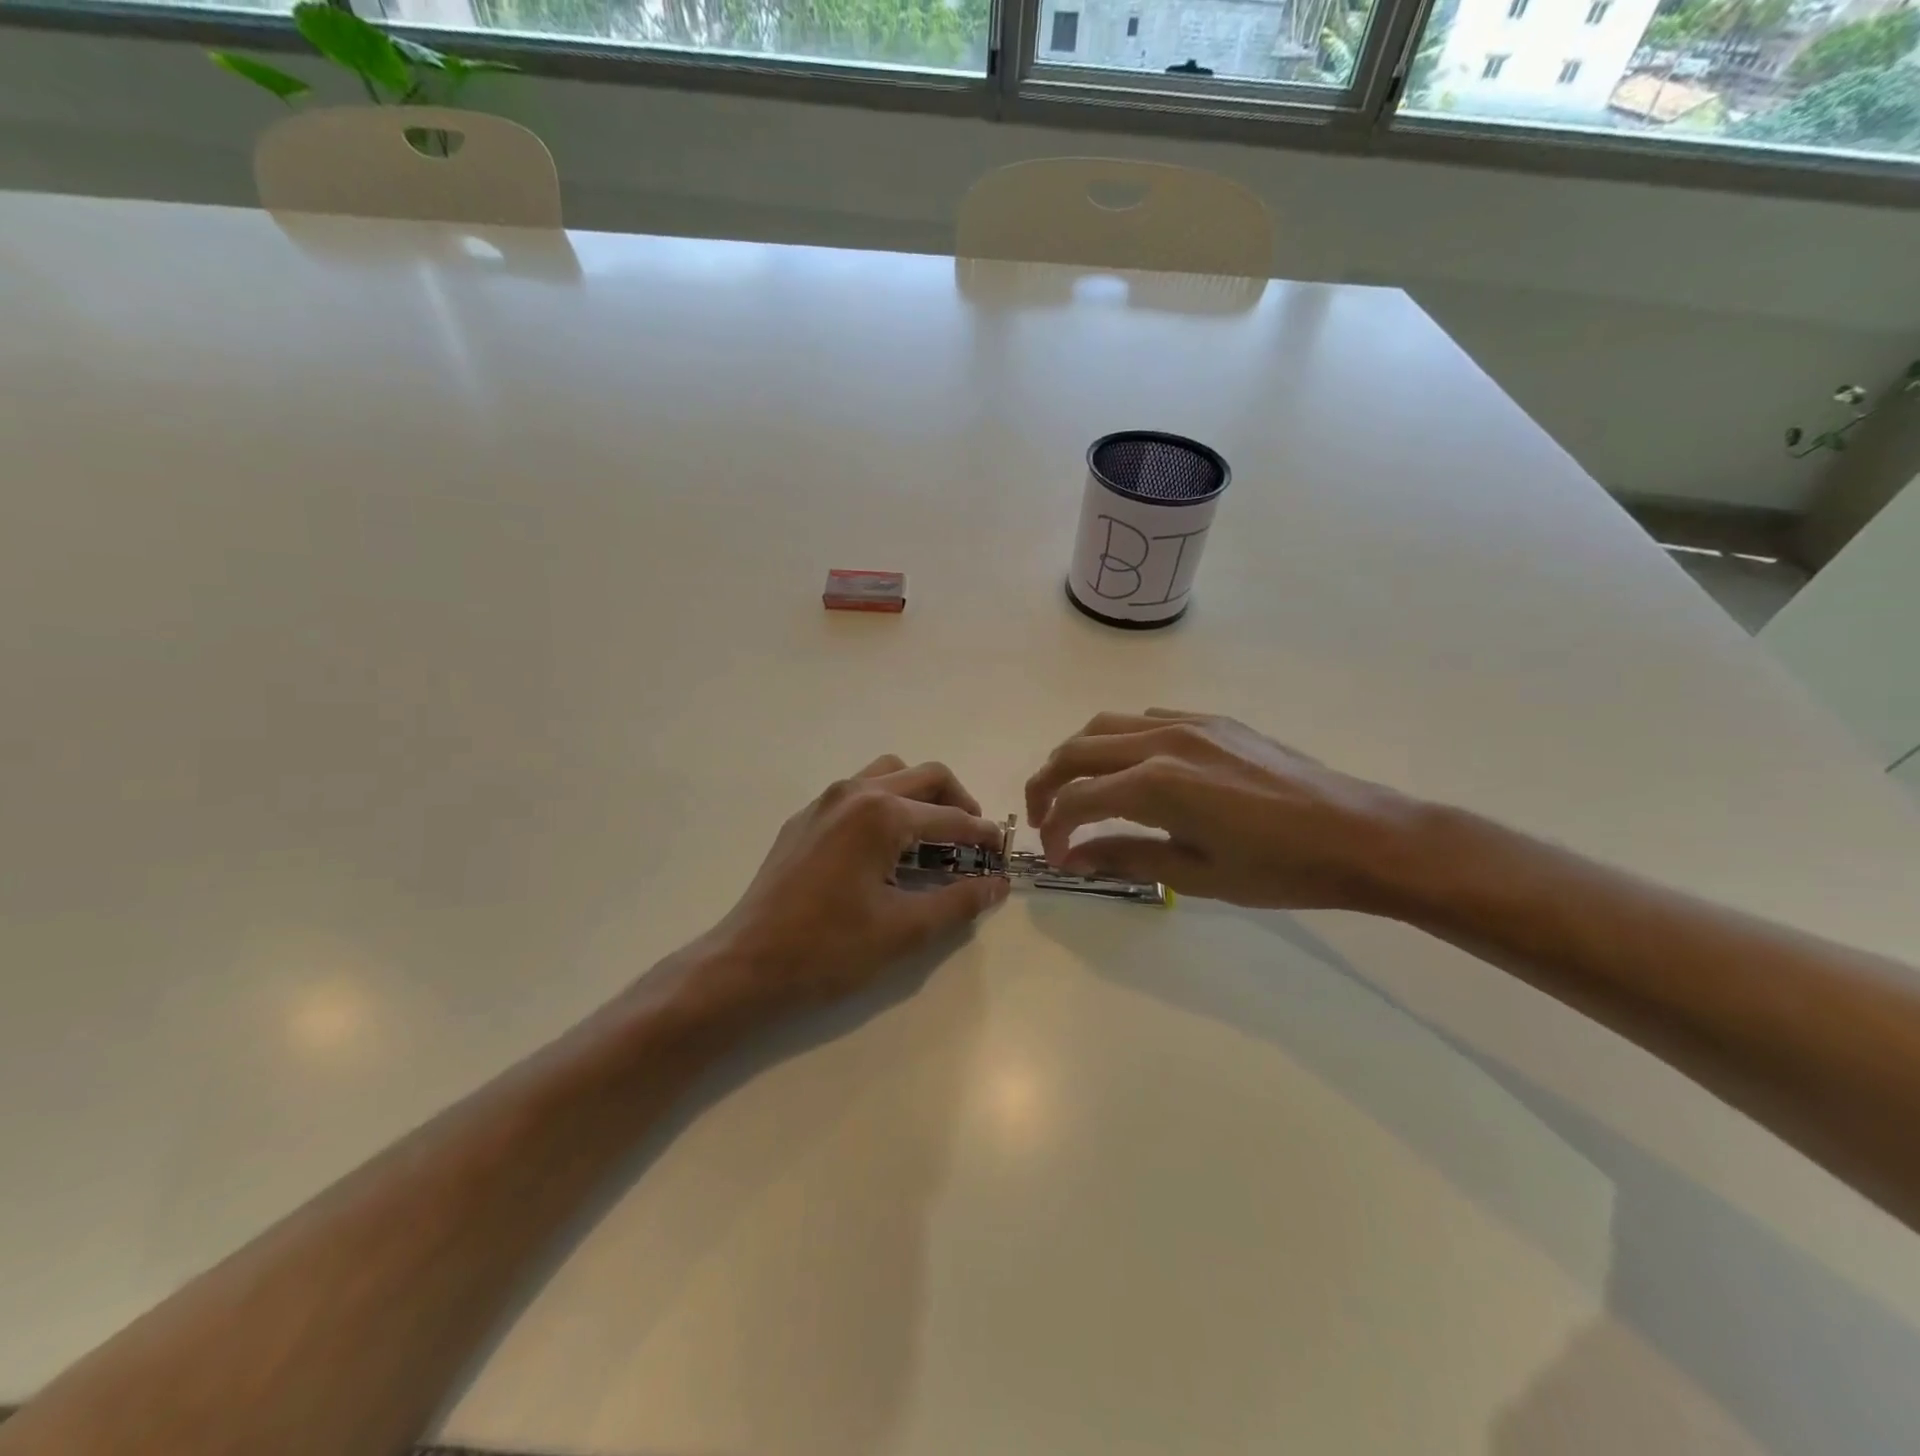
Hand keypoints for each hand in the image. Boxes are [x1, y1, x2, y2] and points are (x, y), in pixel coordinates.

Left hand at [688, 757, 1009, 1023]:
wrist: (746, 963)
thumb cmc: (829, 948)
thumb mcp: (904, 929)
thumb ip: (958, 902)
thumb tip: (997, 885)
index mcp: (881, 815)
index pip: (949, 817)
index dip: (982, 834)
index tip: (1002, 850)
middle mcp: (854, 793)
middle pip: (924, 776)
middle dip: (957, 802)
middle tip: (973, 837)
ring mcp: (824, 801)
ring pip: (888, 774)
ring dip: (919, 794)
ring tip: (932, 834)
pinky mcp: (805, 818)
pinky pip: (857, 791)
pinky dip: (886, 803)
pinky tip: (886, 846)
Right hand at [1024, 710, 1420, 910]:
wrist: (1359, 834)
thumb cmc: (1279, 868)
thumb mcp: (1195, 875)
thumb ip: (1124, 857)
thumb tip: (1072, 856)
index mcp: (1157, 784)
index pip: (1078, 799)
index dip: (1055, 827)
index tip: (1055, 855)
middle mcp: (1162, 741)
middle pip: (1077, 750)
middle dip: (1047, 782)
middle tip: (1044, 817)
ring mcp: (1189, 723)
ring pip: (1105, 725)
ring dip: (1078, 755)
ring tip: (1076, 788)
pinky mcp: (1212, 720)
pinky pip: (1145, 719)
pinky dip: (1118, 740)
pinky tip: (1129, 769)